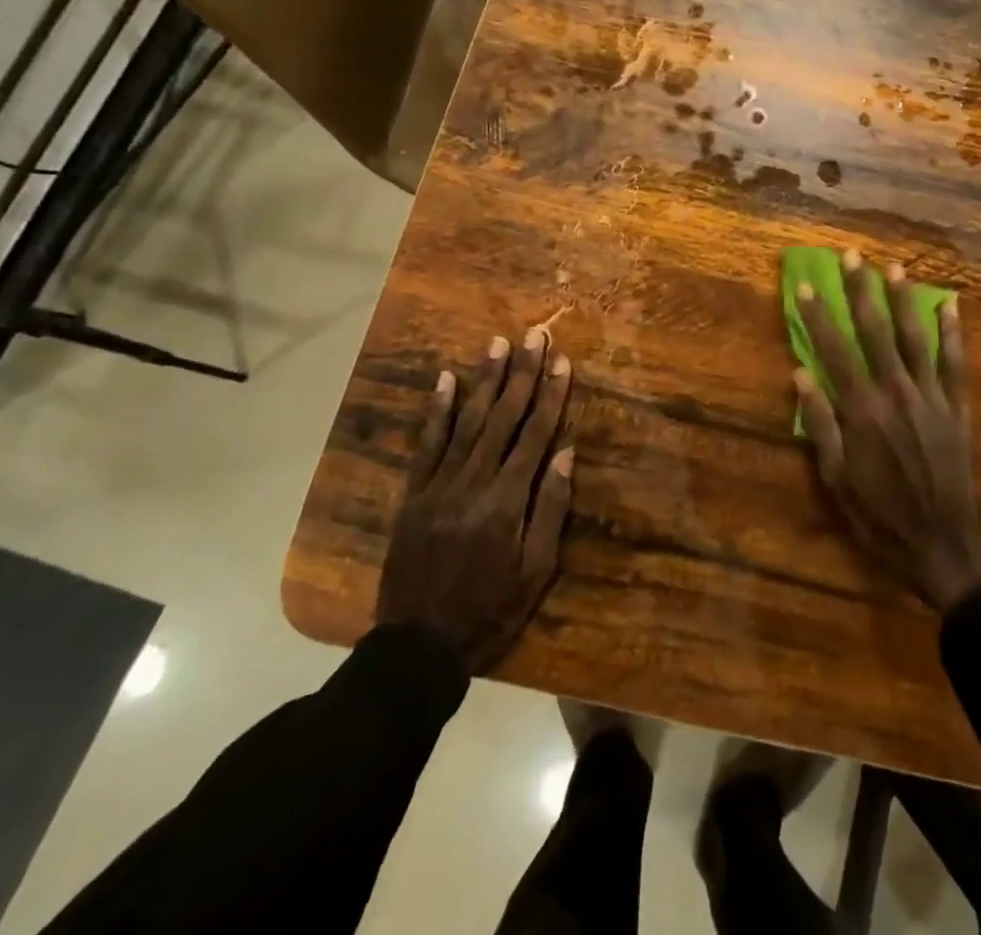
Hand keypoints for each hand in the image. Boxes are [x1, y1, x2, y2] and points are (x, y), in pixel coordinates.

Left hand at [376, 328, 575, 672]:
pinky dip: (438, 410)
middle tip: (534, 335)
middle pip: (503, 417)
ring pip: (467, 421)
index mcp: (508, 500)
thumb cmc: (490, 609)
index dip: (550, 395)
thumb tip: (566, 452)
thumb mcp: (536, 571)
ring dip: (485, 380)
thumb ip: (551, 508)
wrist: (418, 644)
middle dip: (522, 373)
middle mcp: (474, 481)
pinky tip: (447, 379)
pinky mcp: (414, 493)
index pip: (535, 434)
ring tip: (497, 343)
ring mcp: (439, 484)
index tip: (562, 361)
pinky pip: (427, 443)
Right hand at [793, 251, 980, 611]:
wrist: (944, 544)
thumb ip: (820, 423)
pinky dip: (953, 333)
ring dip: (904, 301)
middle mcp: (896, 393)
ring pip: (915, 338)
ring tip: (895, 268)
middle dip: (861, 291)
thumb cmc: (880, 515)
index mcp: (862, 411)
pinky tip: (950, 305)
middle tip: (853, 256)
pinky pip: (955, 364)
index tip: (807, 286)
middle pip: (875, 332)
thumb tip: (800, 373)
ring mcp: (931, 398)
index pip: (834, 351)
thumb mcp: (836, 479)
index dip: (818, 317)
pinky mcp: (957, 408)